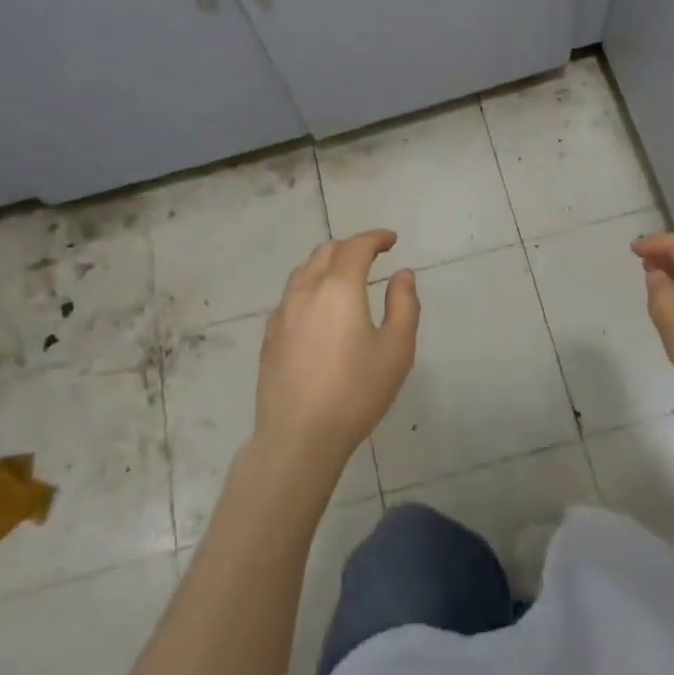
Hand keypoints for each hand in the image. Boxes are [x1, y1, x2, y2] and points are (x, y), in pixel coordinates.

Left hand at [255, 230, 419, 479]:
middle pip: (326, 251)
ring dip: (327, 264)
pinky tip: (319, 310)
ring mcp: (282, 312)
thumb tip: (402, 274)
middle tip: (372, 257)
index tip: (391, 240)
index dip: (375, 237)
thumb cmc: (355, 392)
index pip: (357, 246)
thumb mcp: (396, 349)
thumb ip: (404, 305)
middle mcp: (306, 290)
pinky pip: (291, 295)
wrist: (298, 436)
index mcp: (338, 287)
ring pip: (304, 271)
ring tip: (345, 278)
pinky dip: (310, 287)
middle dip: (351, 247)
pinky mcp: (270, 335)